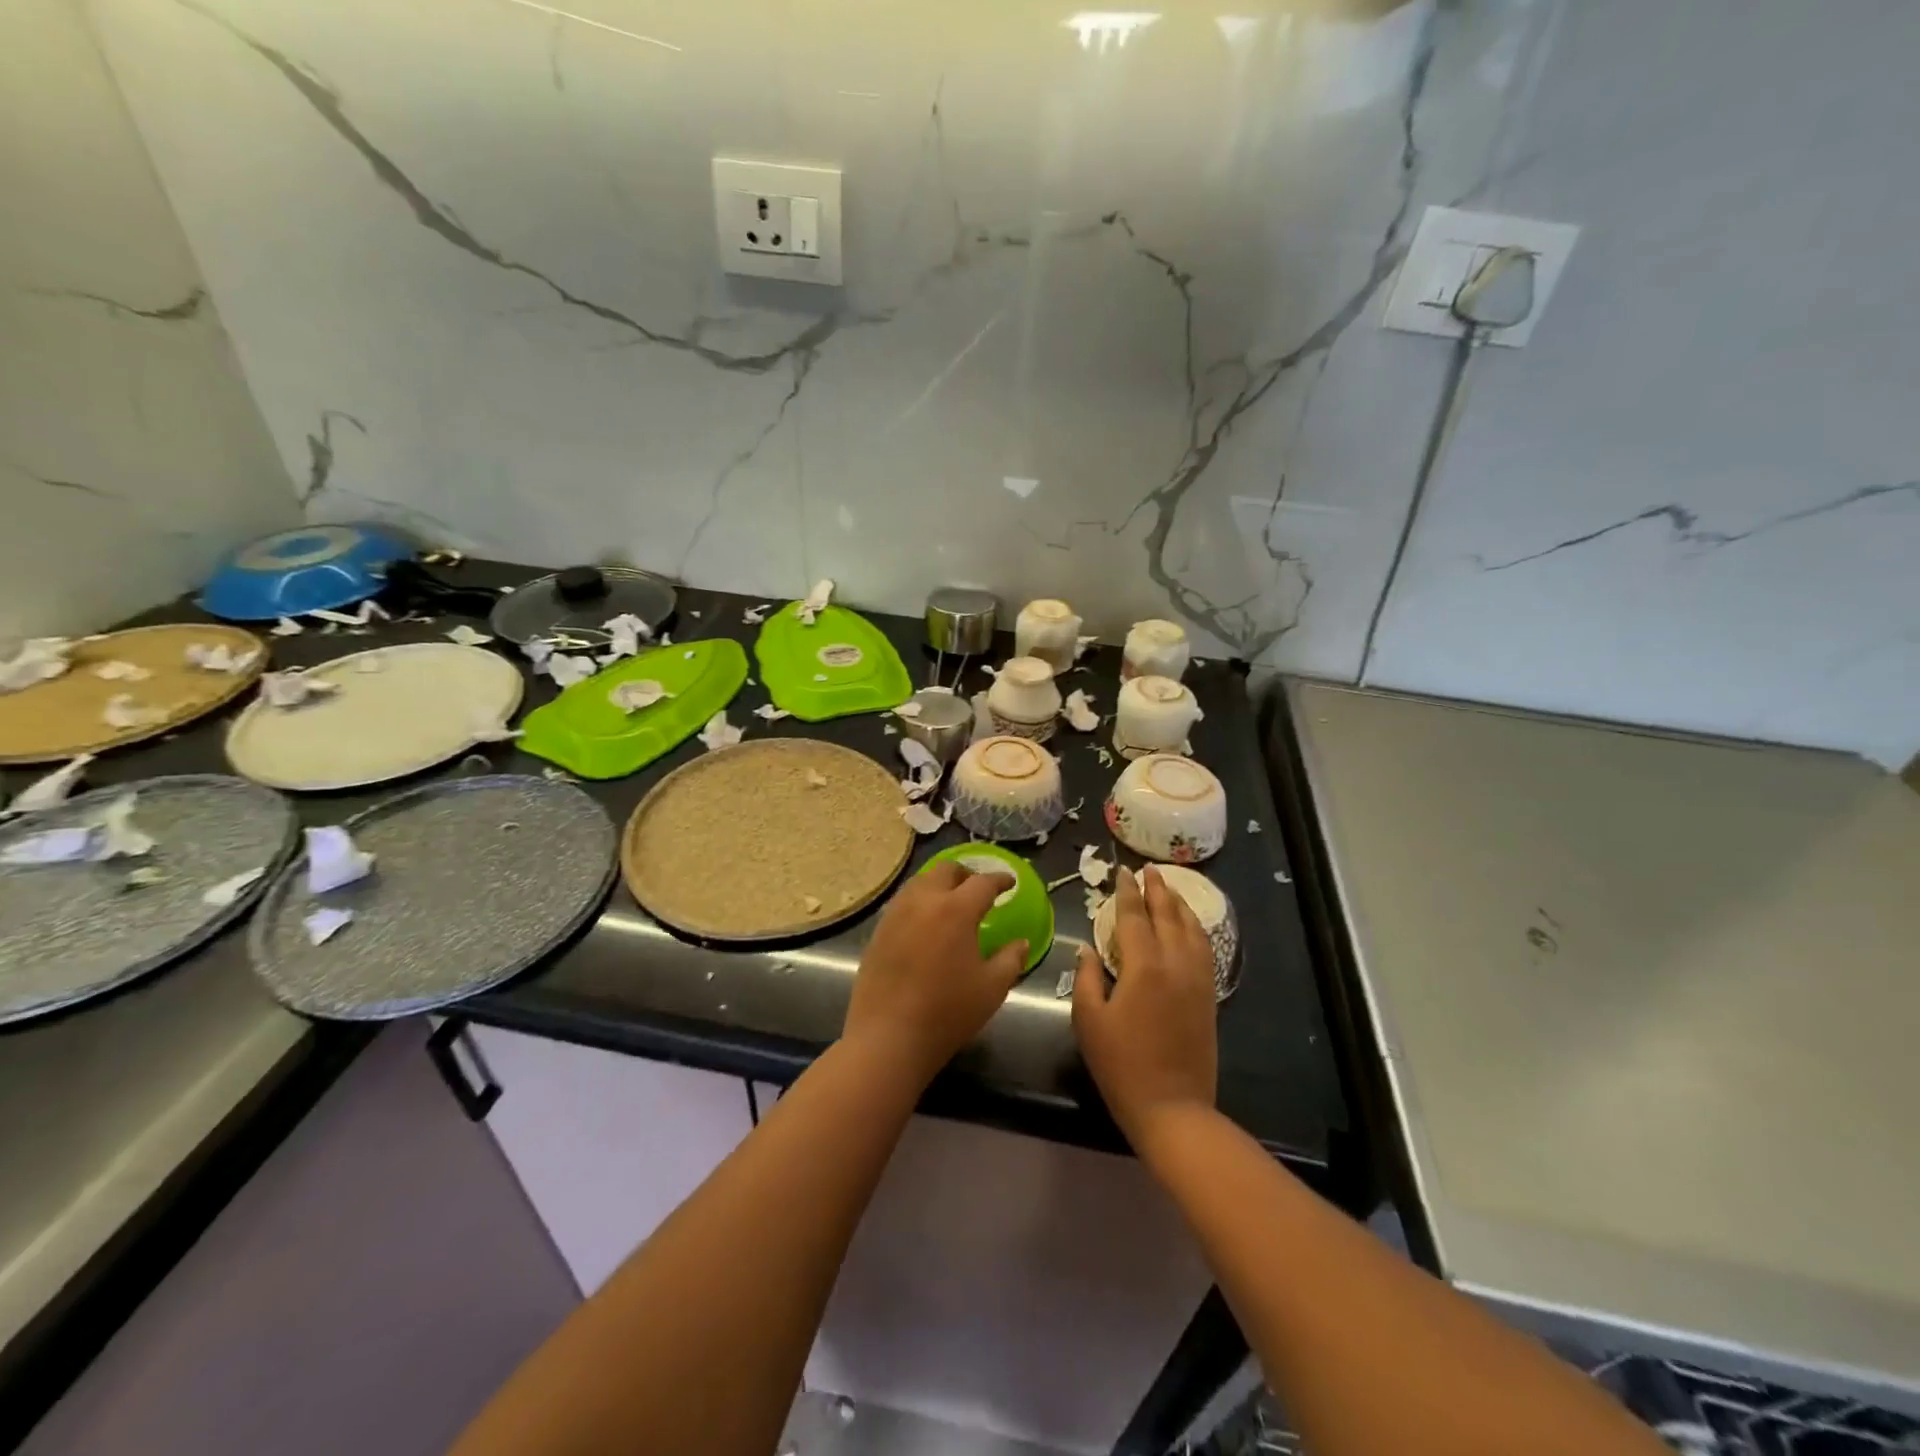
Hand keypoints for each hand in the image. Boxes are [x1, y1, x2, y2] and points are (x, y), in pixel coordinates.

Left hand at [843, 862, 1027, 1083]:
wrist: (888, 1037)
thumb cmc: (947, 1012)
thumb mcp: (991, 988)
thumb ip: (1011, 959)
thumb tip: (1021, 943)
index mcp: (955, 909)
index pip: (982, 882)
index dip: (1000, 880)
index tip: (1010, 883)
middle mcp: (923, 901)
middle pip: (946, 871)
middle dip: (966, 875)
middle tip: (979, 890)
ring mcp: (895, 913)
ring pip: (920, 882)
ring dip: (940, 885)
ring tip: (951, 903)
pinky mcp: (878, 930)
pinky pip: (903, 902)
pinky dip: (919, 902)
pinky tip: (926, 924)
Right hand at [1072, 866, 1217, 1149]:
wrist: (1172, 1107)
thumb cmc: (1121, 1065)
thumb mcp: (1089, 1021)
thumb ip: (1087, 978)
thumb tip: (1087, 949)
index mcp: (1143, 966)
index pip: (1134, 916)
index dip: (1127, 892)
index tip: (1123, 872)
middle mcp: (1175, 963)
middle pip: (1168, 915)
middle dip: (1158, 890)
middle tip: (1149, 870)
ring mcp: (1197, 979)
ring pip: (1192, 929)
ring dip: (1180, 905)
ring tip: (1170, 889)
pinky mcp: (1208, 996)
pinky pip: (1205, 949)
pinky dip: (1196, 929)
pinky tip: (1190, 927)